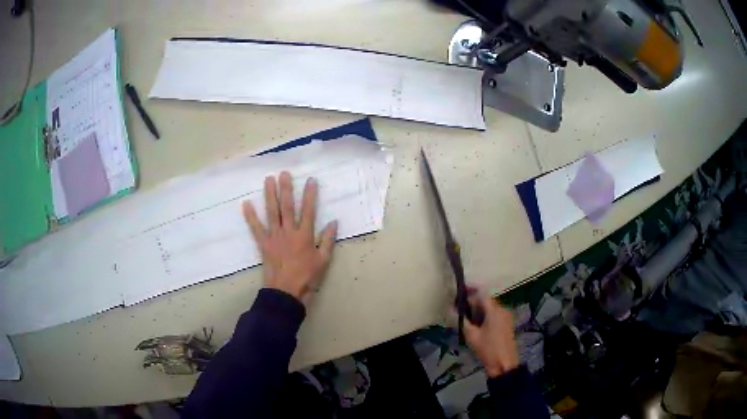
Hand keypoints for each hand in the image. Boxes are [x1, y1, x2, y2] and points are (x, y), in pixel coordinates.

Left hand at [242, 171, 337, 305]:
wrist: (286, 291)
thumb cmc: (306, 276)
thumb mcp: (323, 260)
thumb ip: (328, 240)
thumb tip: (333, 222)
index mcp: (304, 235)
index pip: (308, 210)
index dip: (310, 195)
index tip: (311, 180)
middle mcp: (288, 231)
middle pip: (287, 206)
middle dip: (286, 189)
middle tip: (284, 173)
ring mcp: (274, 236)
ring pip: (271, 212)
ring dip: (269, 195)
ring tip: (268, 179)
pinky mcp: (263, 243)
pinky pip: (255, 228)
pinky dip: (250, 216)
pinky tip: (246, 204)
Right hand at [463, 290, 519, 377]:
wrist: (504, 364)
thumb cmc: (487, 349)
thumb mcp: (471, 336)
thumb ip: (462, 320)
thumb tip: (452, 310)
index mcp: (494, 310)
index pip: (482, 293)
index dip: (471, 290)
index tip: (460, 290)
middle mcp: (502, 310)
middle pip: (486, 300)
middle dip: (473, 302)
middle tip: (459, 308)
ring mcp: (506, 317)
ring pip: (490, 307)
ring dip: (479, 309)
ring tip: (466, 318)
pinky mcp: (507, 324)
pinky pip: (495, 314)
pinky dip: (485, 315)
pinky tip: (477, 325)